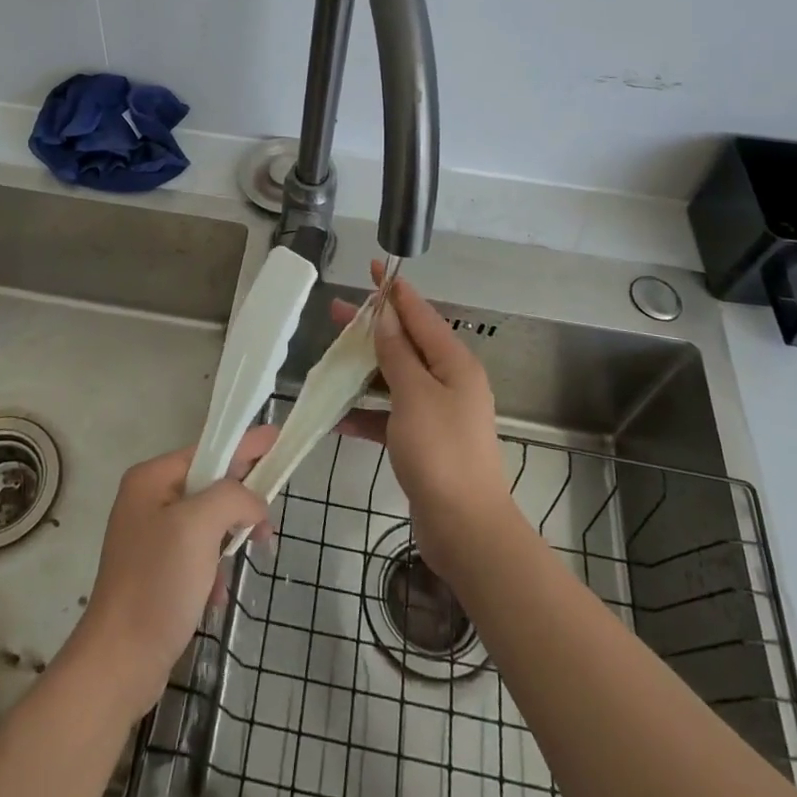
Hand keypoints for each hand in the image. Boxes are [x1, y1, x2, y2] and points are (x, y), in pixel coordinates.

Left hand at [63, 424, 276, 720]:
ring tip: (247, 560)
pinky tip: (217, 594)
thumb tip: (254, 503)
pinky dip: (214, 569)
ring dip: (229, 540)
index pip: (208, 450)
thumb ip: (233, 497)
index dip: (245, 446)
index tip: (277, 438)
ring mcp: (150, 537)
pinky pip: (198, 553)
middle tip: (269, 520)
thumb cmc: (158, 584)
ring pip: (208, 521)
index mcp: (151, 479)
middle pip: (210, 485)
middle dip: (241, 502)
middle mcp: (148, 500)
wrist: (119, 664)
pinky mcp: (156, 572)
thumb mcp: (199, 526)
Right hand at [335, 265, 516, 580]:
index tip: (375, 268)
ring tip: (330, 359)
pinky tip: (338, 417)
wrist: (466, 529)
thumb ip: (397, 354)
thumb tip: (386, 316)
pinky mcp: (423, 442)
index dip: (395, 291)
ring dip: (364, 370)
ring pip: (394, 379)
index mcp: (453, 363)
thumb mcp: (414, 394)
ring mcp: (437, 413)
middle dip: (372, 328)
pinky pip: (390, 415)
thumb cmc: (441, 452)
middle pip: (405, 344)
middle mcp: (448, 382)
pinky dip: (367, 413)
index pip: (420, 314)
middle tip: (336, 312)